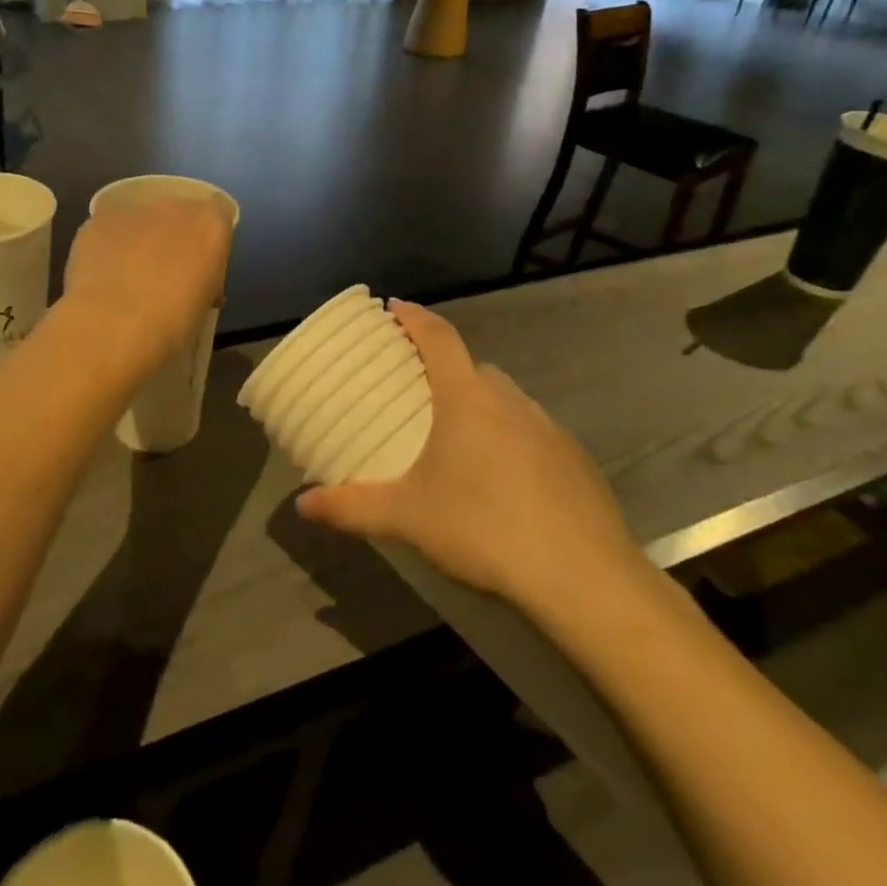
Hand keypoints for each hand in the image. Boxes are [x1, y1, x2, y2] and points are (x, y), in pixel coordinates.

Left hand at [62, 195, 233, 376]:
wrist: (112, 328)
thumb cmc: (172, 325)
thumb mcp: (204, 305)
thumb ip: (204, 281)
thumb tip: (194, 284)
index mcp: (210, 225)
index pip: (218, 215)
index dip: (208, 242)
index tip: (200, 270)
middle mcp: (173, 207)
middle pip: (177, 213)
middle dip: (172, 237)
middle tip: (163, 275)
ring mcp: (131, 211)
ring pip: (140, 220)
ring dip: (138, 241)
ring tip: (126, 279)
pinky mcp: (96, 221)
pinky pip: (109, 231)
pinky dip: (108, 247)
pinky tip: (102, 278)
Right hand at [296, 301, 654, 623]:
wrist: (584, 578)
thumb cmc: (483, 529)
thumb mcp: (406, 518)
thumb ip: (350, 507)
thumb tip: (302, 505)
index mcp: (467, 398)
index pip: (438, 336)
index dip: (414, 317)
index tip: (393, 307)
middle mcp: (510, 400)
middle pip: (472, 367)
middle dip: (443, 367)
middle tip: (416, 389)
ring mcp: (549, 427)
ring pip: (505, 399)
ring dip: (479, 404)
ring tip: (455, 437)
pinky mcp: (576, 459)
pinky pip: (532, 430)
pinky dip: (510, 436)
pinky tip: (502, 479)